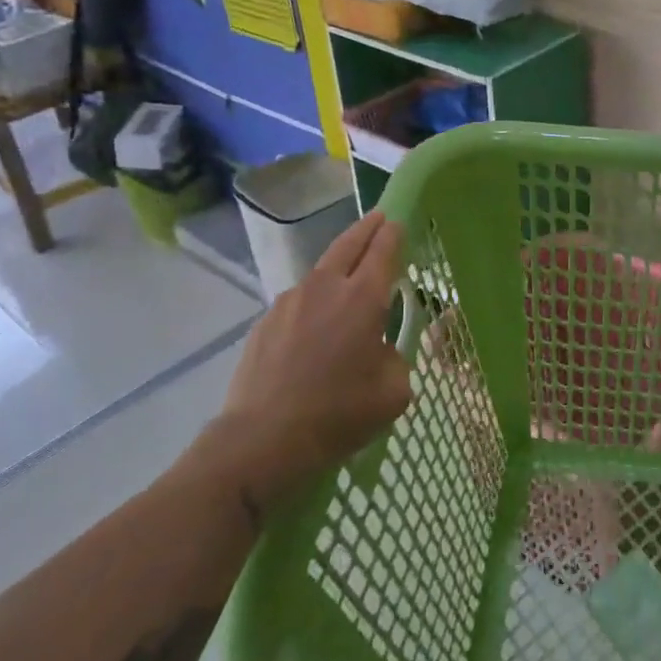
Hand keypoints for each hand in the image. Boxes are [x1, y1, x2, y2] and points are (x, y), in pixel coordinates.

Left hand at [188, 212, 412, 510]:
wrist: (261, 441)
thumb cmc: (337, 415)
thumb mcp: (392, 394)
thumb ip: (395, 360)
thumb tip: (379, 351)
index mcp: (362, 299)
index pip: (382, 251)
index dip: (393, 234)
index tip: (399, 222)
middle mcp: (325, 288)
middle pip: (348, 244)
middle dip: (367, 228)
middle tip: (379, 218)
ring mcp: (289, 302)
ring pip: (320, 271)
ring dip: (338, 267)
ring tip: (348, 280)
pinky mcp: (264, 322)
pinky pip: (298, 302)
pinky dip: (313, 302)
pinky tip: (315, 328)